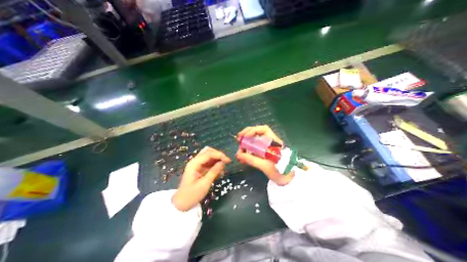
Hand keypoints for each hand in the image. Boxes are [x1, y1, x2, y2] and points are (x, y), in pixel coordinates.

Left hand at [171, 147, 229, 210]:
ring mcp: (196, 164)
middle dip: (218, 154)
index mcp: (194, 164)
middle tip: (226, 161)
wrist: (182, 204)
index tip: (228, 160)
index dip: (219, 155)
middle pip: (208, 151)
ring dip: (217, 159)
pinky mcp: (198, 168)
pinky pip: (208, 162)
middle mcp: (195, 161)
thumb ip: (214, 171)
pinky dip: (214, 164)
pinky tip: (219, 170)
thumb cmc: (192, 195)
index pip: (208, 154)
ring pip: (208, 155)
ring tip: (223, 166)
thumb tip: (223, 162)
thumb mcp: (205, 184)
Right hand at [236, 125, 292, 184]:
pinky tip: (243, 156)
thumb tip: (238, 155)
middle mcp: (270, 142)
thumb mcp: (265, 166)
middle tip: (238, 140)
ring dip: (246, 144)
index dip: (253, 130)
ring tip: (239, 152)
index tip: (245, 136)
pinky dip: (247, 151)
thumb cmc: (280, 172)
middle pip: (257, 133)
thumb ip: (252, 160)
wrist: (287, 180)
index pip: (264, 129)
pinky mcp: (264, 152)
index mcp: (273, 142)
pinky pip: (254, 148)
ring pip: (254, 140)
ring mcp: (266, 147)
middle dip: (246, 135)